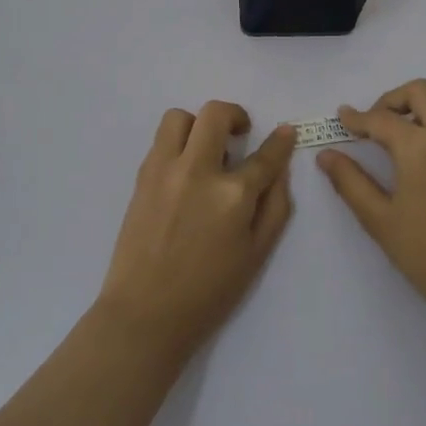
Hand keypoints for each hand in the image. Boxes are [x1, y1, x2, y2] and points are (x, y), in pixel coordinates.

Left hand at [97, 102, 295, 357]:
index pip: (265, 155)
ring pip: (179, 117)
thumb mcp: (257, 253)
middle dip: (235, 115)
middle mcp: (197, 171)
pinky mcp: (141, 177)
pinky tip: (185, 173)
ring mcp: (164, 170)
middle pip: (215, 114)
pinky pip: (160, 142)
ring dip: (198, 125)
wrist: (146, 311)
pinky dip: (177, 145)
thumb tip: (279, 169)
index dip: (280, 140)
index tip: (284, 132)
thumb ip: (275, 206)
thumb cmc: (209, 291)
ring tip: (206, 150)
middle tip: (240, 133)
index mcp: (233, 195)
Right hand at [318, 79, 425, 320]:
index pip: (382, 119)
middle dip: (393, 100)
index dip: (357, 118)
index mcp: (421, 145)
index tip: (342, 118)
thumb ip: (350, 181)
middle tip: (374, 125)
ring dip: (420, 111)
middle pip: (422, 92)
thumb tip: (326, 156)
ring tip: (400, 141)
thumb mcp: (379, 219)